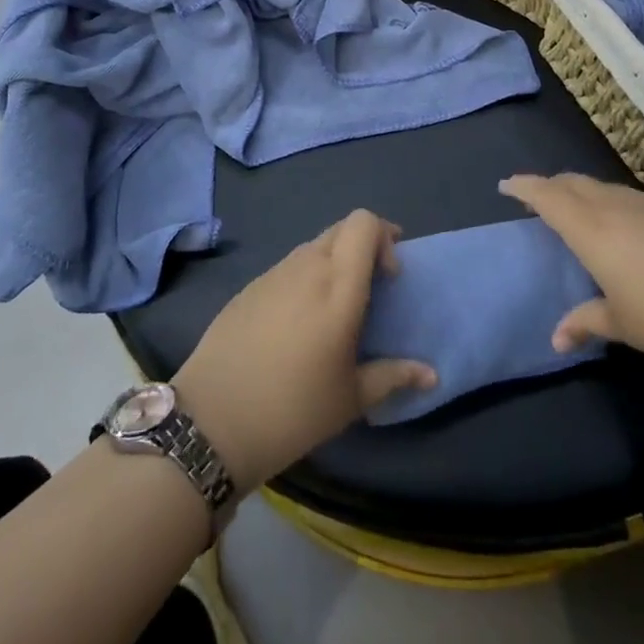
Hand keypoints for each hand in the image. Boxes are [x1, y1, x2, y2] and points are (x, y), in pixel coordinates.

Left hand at [171, 209, 436, 491]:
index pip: (364, 223)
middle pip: (342, 228)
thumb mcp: (351, 399)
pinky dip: (305, 277)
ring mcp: (273, 273)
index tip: (390, 276)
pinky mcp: (249, 286)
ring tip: (334, 309)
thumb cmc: (293, 409)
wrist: (212, 419)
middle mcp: (306, 267)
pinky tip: (297, 322)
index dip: (383, 237)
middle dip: (363, 247)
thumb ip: (394, 376)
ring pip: (313, 246)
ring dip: (333, 262)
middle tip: (371, 287)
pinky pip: (288, 267)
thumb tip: (431, 374)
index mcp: (338, 286)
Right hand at [501, 173, 643, 385]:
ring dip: (581, 192)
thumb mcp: (626, 326)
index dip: (524, 187)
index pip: (547, 196)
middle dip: (550, 185)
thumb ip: (587, 322)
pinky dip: (610, 202)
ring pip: (602, 187)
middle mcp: (616, 206)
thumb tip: (557, 337)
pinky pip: (629, 197)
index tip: (505, 185)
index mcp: (591, 228)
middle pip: (573, 182)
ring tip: (575, 210)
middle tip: (536, 198)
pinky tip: (623, 226)